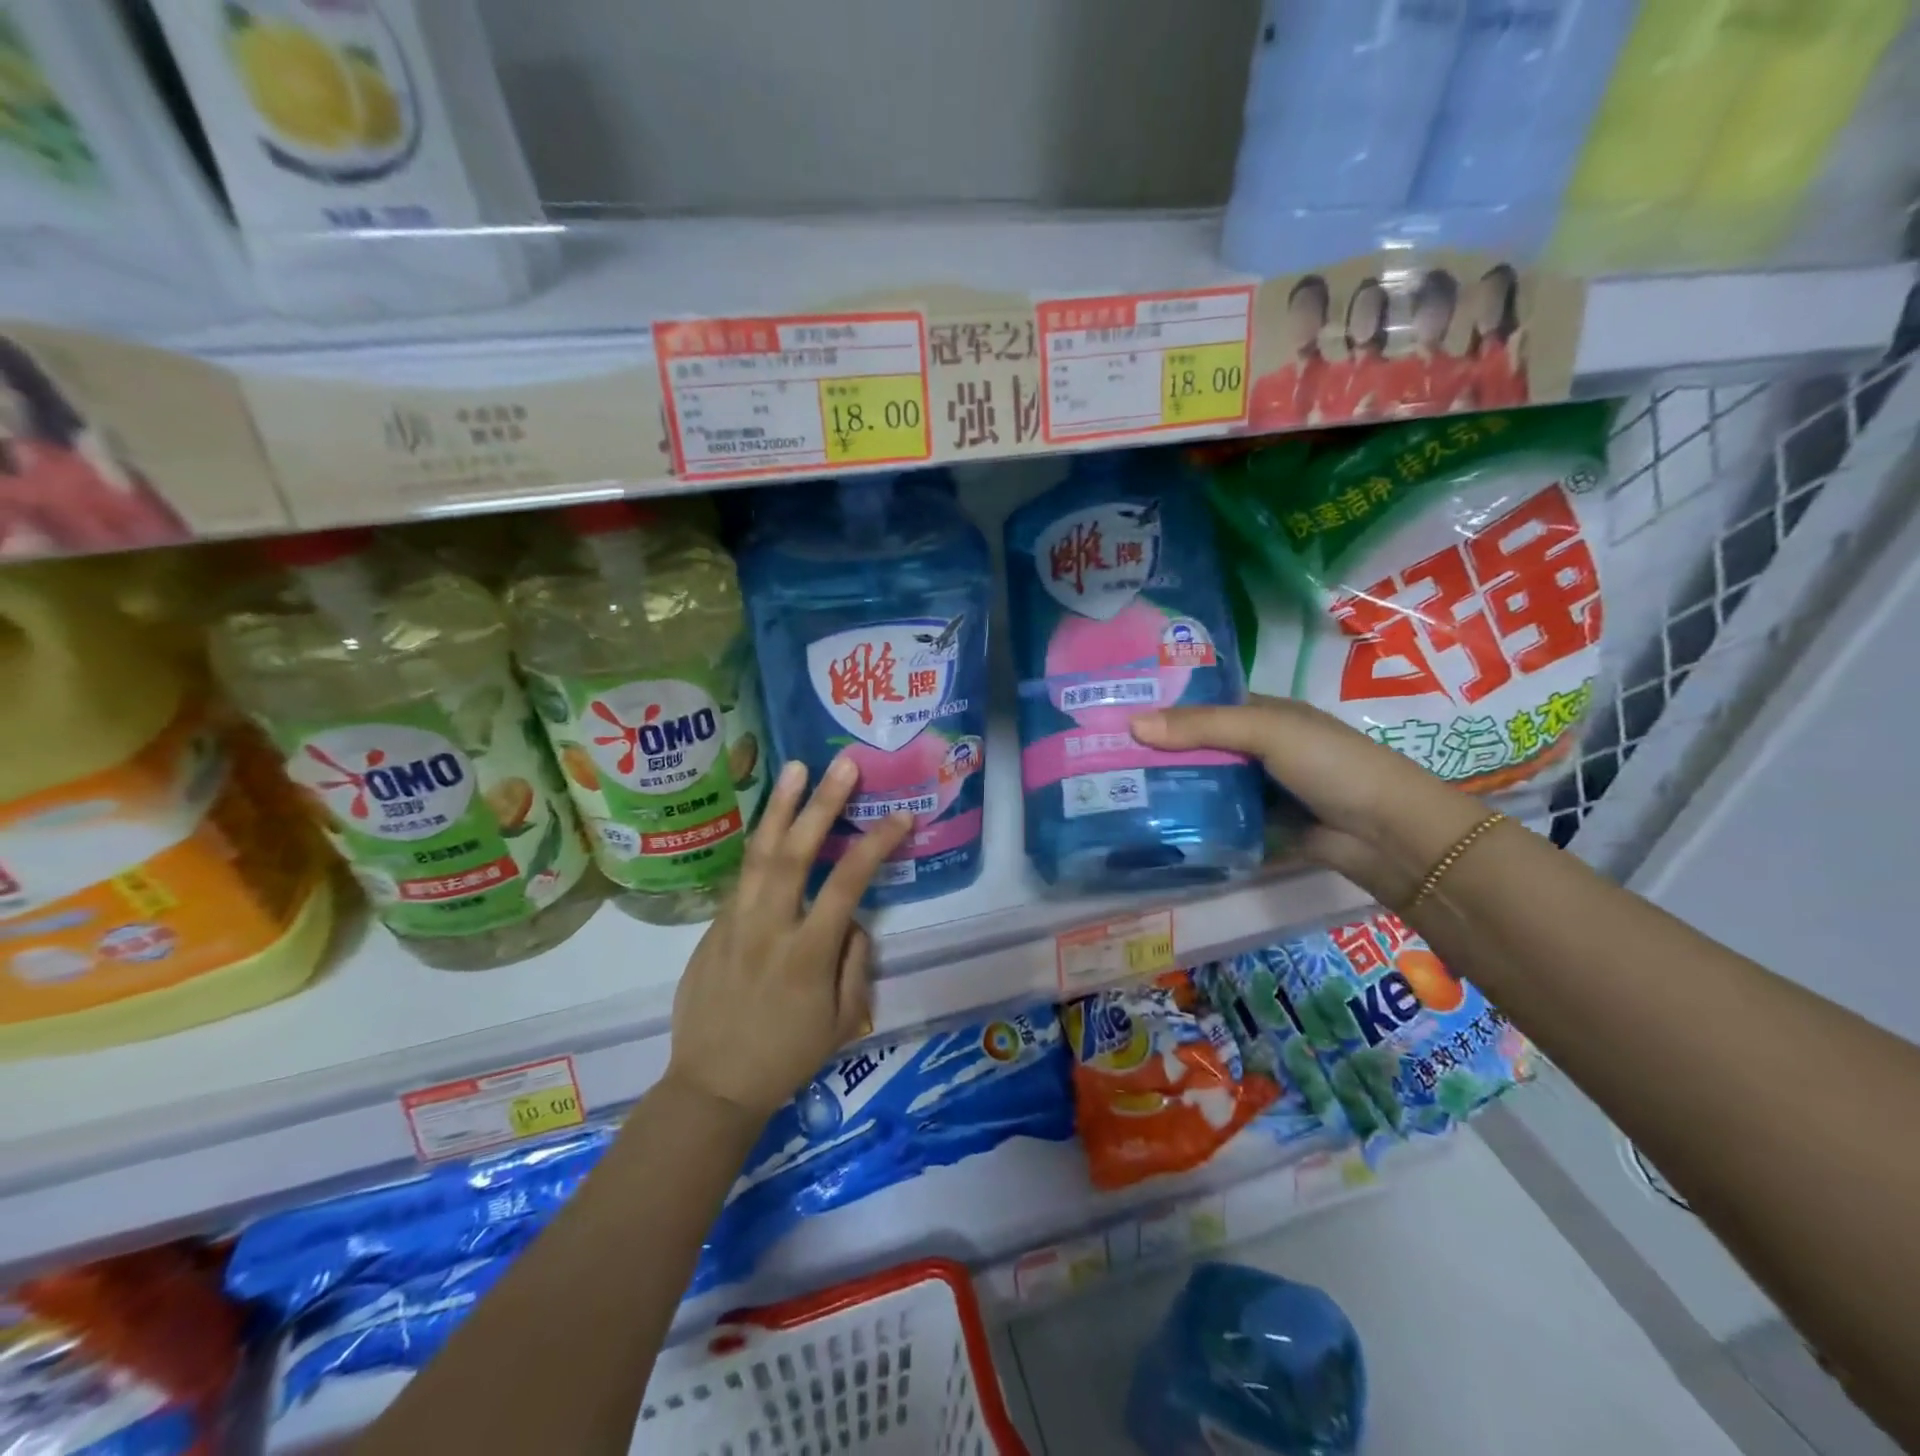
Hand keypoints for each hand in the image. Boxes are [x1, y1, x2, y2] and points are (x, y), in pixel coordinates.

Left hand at [666, 757, 913, 1122]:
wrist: (712, 1085)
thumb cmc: (786, 1057)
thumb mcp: (840, 1020)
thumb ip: (854, 962)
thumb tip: (852, 918)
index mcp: (807, 953)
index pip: (847, 884)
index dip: (876, 845)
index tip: (900, 817)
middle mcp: (768, 927)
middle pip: (795, 853)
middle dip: (821, 805)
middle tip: (842, 765)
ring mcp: (733, 923)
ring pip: (757, 854)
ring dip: (779, 807)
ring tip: (795, 768)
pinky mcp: (712, 927)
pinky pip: (742, 878)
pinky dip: (760, 844)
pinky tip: (773, 820)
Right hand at [1129, 697, 1488, 906]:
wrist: (1388, 834)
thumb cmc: (1331, 764)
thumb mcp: (1268, 732)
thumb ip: (1203, 726)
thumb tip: (1133, 724)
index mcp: (1263, 714)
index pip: (1203, 703)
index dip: (1164, 704)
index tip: (1115, 710)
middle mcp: (1257, 747)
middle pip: (1198, 745)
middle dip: (1157, 749)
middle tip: (1100, 754)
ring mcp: (1259, 788)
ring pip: (1205, 782)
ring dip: (1170, 786)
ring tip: (1114, 789)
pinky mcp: (1260, 825)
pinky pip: (1217, 817)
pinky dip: (1191, 819)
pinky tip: (1152, 822)